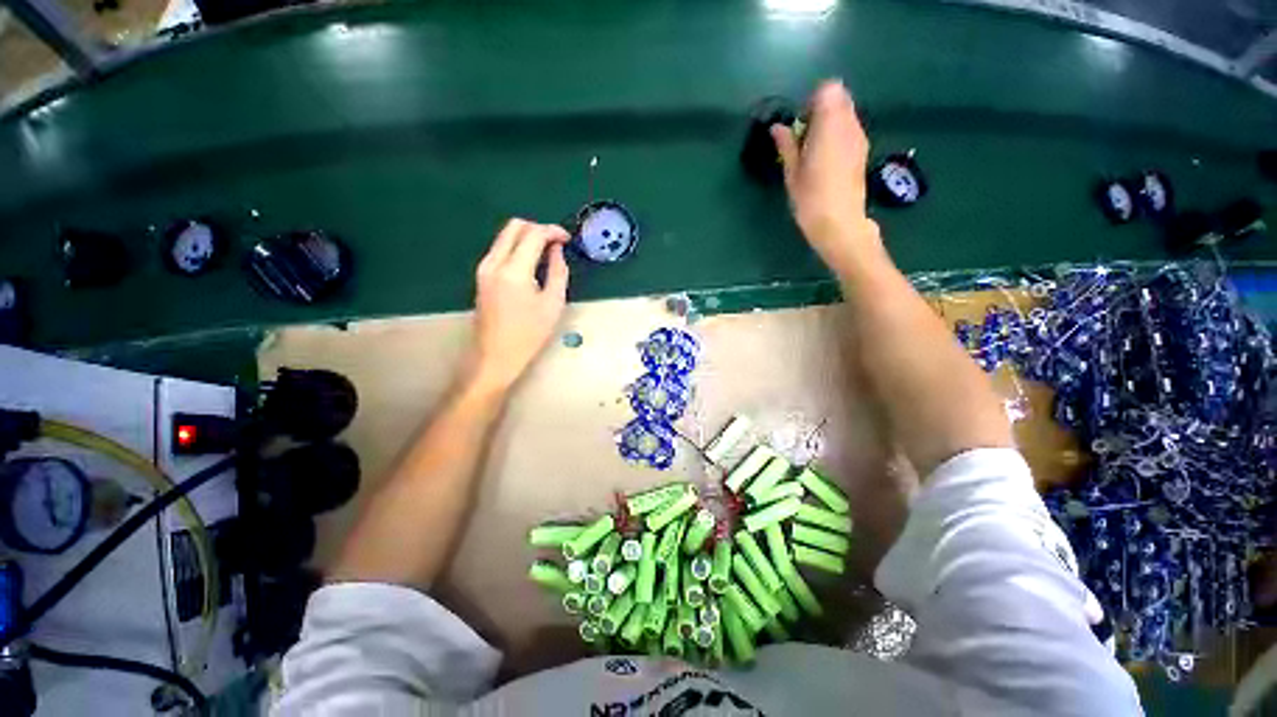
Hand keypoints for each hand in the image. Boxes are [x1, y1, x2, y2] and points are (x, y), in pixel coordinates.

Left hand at [469, 218, 570, 391]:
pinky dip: (517, 247)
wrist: (495, 355)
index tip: (567, 239)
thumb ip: (558, 272)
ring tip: (547, 253)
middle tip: (556, 243)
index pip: (533, 234)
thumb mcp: (553, 304)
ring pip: (505, 235)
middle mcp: (494, 262)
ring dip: (527, 236)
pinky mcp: (481, 275)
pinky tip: (531, 262)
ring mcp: (484, 267)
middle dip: (538, 228)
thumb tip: (557, 251)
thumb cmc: (529, 334)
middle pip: (515, 226)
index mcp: (514, 271)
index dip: (553, 231)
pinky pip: (500, 248)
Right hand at [771, 80, 881, 273]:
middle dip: (821, 109)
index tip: (800, 122)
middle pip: (840, 98)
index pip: (829, 89)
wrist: (840, 224)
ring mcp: (859, 138)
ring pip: (846, 114)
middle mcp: (850, 125)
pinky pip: (850, 130)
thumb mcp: (792, 173)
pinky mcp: (863, 151)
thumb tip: (778, 127)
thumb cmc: (811, 199)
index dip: (813, 100)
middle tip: (804, 136)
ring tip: (813, 151)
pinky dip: (838, 135)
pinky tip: (825, 160)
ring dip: (829, 123)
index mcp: (830, 126)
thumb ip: (787, 146)